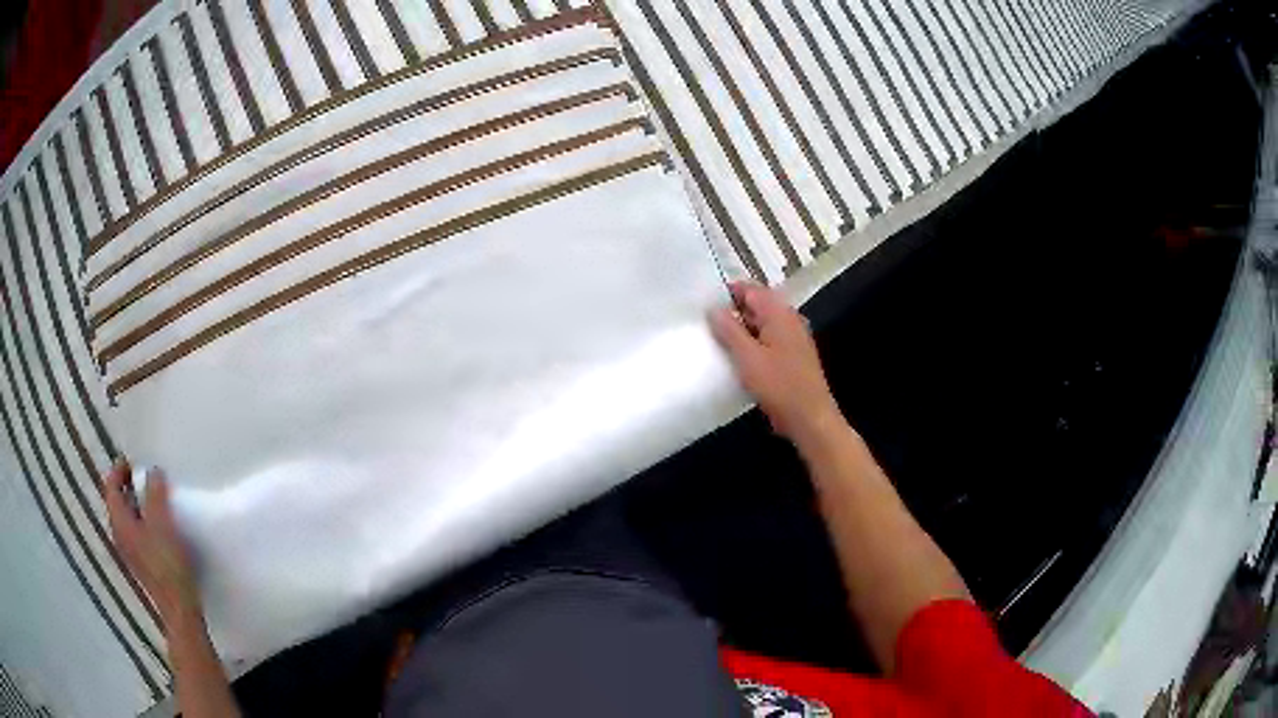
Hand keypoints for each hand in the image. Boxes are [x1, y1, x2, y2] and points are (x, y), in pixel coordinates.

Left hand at [103, 460, 200, 627]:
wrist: (179, 607)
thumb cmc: (167, 562)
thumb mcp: (162, 522)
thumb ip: (154, 493)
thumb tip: (152, 472)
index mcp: (119, 521)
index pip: (110, 486)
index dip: (119, 470)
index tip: (134, 461)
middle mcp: (118, 534)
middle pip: (117, 502)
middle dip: (128, 486)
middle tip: (144, 475)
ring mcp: (129, 551)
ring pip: (127, 518)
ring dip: (136, 503)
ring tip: (153, 496)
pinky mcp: (142, 563)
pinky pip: (136, 532)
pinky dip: (142, 520)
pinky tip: (158, 524)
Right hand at [709, 281, 844, 444]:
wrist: (810, 418)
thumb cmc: (779, 385)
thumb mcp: (747, 357)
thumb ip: (729, 330)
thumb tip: (714, 308)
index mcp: (779, 313)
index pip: (751, 290)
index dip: (728, 292)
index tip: (704, 303)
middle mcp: (789, 320)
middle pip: (757, 306)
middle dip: (733, 312)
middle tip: (705, 324)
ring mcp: (793, 339)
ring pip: (762, 325)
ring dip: (741, 331)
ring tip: (716, 341)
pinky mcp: (792, 357)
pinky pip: (768, 341)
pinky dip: (752, 345)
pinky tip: (737, 358)